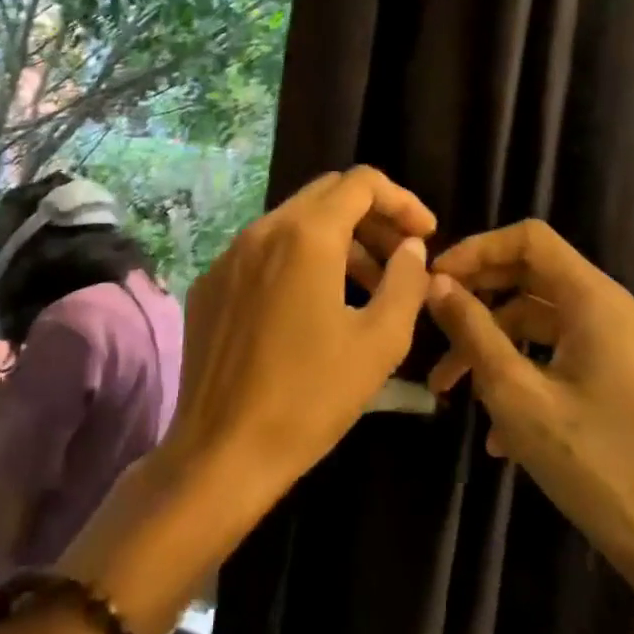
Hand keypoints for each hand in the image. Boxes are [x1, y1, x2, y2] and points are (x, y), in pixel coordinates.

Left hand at [164, 166, 435, 500]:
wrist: (222, 451)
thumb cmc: (310, 397)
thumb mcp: (379, 342)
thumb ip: (405, 282)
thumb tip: (411, 249)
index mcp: (305, 236)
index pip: (360, 183)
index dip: (401, 201)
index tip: (424, 236)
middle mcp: (261, 231)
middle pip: (324, 196)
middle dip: (370, 218)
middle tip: (399, 259)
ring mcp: (228, 257)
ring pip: (291, 224)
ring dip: (335, 242)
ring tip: (365, 287)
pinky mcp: (209, 285)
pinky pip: (262, 253)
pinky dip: (297, 262)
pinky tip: (311, 308)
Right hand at [423, 220, 633, 616]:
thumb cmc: (595, 465)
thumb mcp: (517, 396)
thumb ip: (473, 330)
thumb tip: (436, 283)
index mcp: (597, 301)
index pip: (530, 239)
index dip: (476, 250)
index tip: (433, 280)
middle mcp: (617, 310)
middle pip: (534, 277)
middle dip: (477, 301)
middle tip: (431, 327)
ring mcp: (626, 345)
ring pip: (543, 322)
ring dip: (492, 345)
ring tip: (448, 391)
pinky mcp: (626, 378)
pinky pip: (563, 354)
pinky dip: (524, 371)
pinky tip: (495, 431)